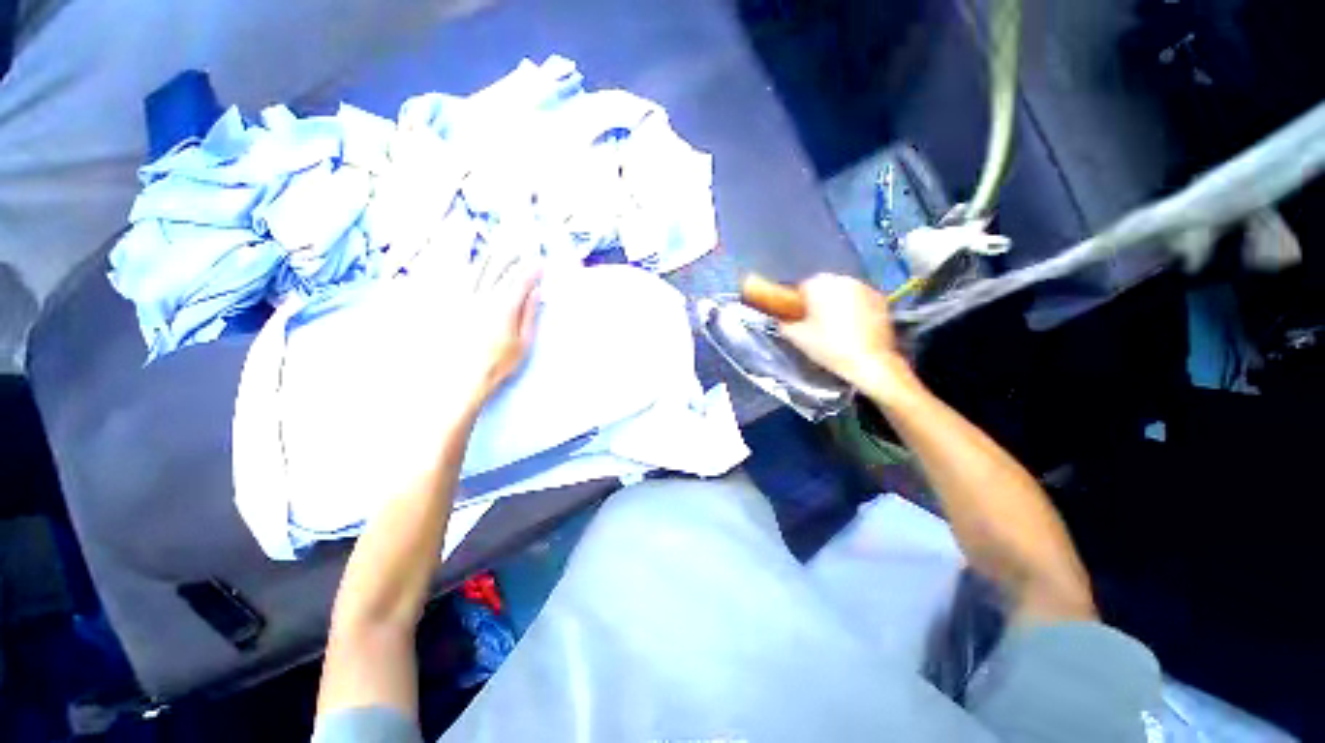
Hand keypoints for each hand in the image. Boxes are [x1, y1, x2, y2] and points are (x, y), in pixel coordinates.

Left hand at [443, 250, 542, 405]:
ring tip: (497, 249)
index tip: (540, 263)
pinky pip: (456, 280)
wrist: (463, 377)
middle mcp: (483, 297)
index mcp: (504, 307)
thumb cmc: (499, 362)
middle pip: (498, 271)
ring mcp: (464, 300)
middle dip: (511, 258)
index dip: (531, 270)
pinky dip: (464, 268)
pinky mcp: (450, 305)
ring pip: (476, 270)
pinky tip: (468, 262)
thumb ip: (530, 315)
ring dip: (489, 257)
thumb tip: (536, 293)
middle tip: (520, 250)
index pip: (520, 282)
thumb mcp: (524, 342)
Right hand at [779, 274, 912, 401]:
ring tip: (835, 327)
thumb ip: (784, 323)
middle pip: (823, 287)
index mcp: (819, 284)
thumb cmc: (829, 347)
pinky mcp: (881, 299)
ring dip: (837, 304)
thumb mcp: (796, 338)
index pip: (801, 287)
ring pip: (842, 292)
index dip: (797, 303)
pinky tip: (852, 328)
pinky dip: (854, 309)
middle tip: (815, 324)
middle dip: (818, 302)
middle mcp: (842, 279)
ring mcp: (865, 287)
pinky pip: (859, 299)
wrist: (869, 362)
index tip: (798, 318)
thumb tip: (782, 319)